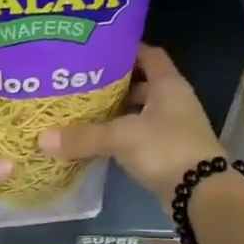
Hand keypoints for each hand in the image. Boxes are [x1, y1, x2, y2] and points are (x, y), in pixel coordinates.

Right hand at [37, 44, 221, 199]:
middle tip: (82, 80)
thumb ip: (83, 136)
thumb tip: (41, 139)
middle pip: (142, 82)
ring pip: (140, 110)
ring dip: (118, 110)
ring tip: (85, 108)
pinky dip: (122, 133)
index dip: (125, 49)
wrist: (201, 193)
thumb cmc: (166, 149)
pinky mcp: (169, 150)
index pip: (148, 54)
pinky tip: (99, 137)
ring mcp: (173, 126)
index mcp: (168, 84)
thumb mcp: (121, 137)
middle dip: (114, 82)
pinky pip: (141, 133)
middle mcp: (173, 100)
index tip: (97, 49)